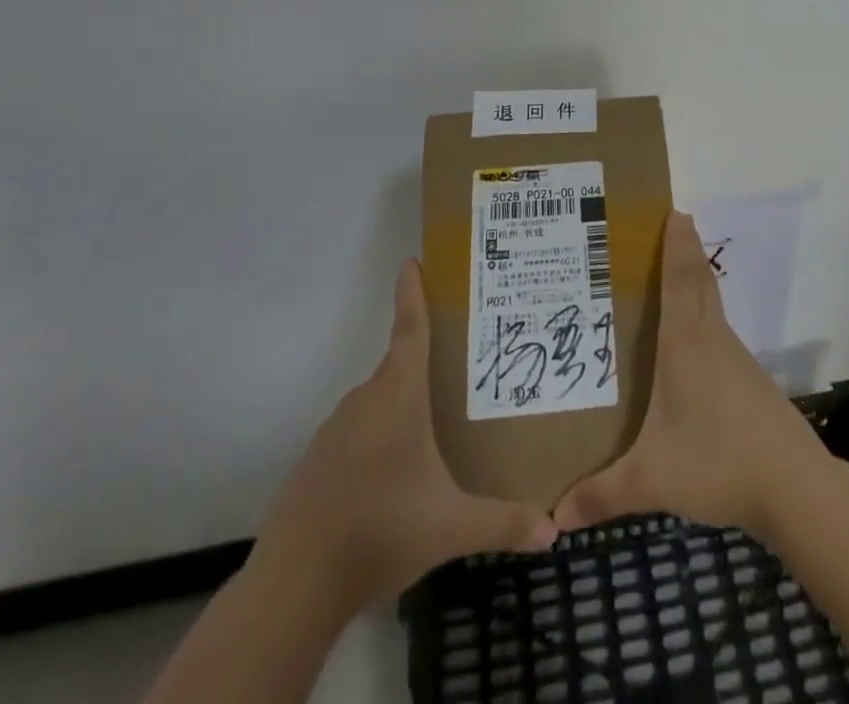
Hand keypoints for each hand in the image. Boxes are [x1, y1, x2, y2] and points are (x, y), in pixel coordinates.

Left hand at [248, 258, 558, 614]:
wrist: (293, 588)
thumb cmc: (380, 531)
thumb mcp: (452, 527)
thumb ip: (504, 522)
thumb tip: (555, 531)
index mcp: (398, 396)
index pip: (410, 329)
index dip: (412, 293)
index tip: (413, 260)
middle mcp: (365, 400)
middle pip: (399, 365)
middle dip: (427, 358)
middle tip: (461, 361)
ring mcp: (335, 431)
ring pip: (378, 402)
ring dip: (403, 403)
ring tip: (436, 420)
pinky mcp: (317, 462)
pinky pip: (357, 433)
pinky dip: (378, 438)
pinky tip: (395, 473)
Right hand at [552, 211, 835, 545]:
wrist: (793, 486)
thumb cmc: (717, 463)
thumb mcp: (652, 480)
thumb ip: (601, 495)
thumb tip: (552, 518)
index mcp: (685, 345)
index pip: (679, 280)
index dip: (675, 244)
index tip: (674, 209)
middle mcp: (711, 339)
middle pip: (699, 280)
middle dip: (686, 249)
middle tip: (672, 223)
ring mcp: (735, 357)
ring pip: (711, 304)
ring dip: (694, 280)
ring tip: (667, 277)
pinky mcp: (749, 379)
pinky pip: (719, 331)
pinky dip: (703, 316)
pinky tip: (689, 343)